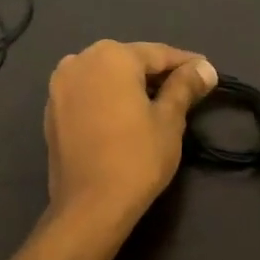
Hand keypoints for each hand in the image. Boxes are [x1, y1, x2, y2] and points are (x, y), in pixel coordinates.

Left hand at [44, 41, 217, 235]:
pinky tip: (124, 115)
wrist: (89, 206)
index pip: (158, 53)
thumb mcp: (169, 119)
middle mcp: (80, 60)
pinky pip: (88, 93)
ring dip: (130, 84)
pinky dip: (108, 98)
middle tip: (185, 88)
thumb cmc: (137, 158)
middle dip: (156, 72)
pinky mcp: (51, 109)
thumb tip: (204, 68)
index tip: (207, 72)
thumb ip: (185, 86)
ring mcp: (60, 85)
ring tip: (156, 102)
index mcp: (111, 56)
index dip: (186, 63)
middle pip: (129, 60)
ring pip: (105, 75)